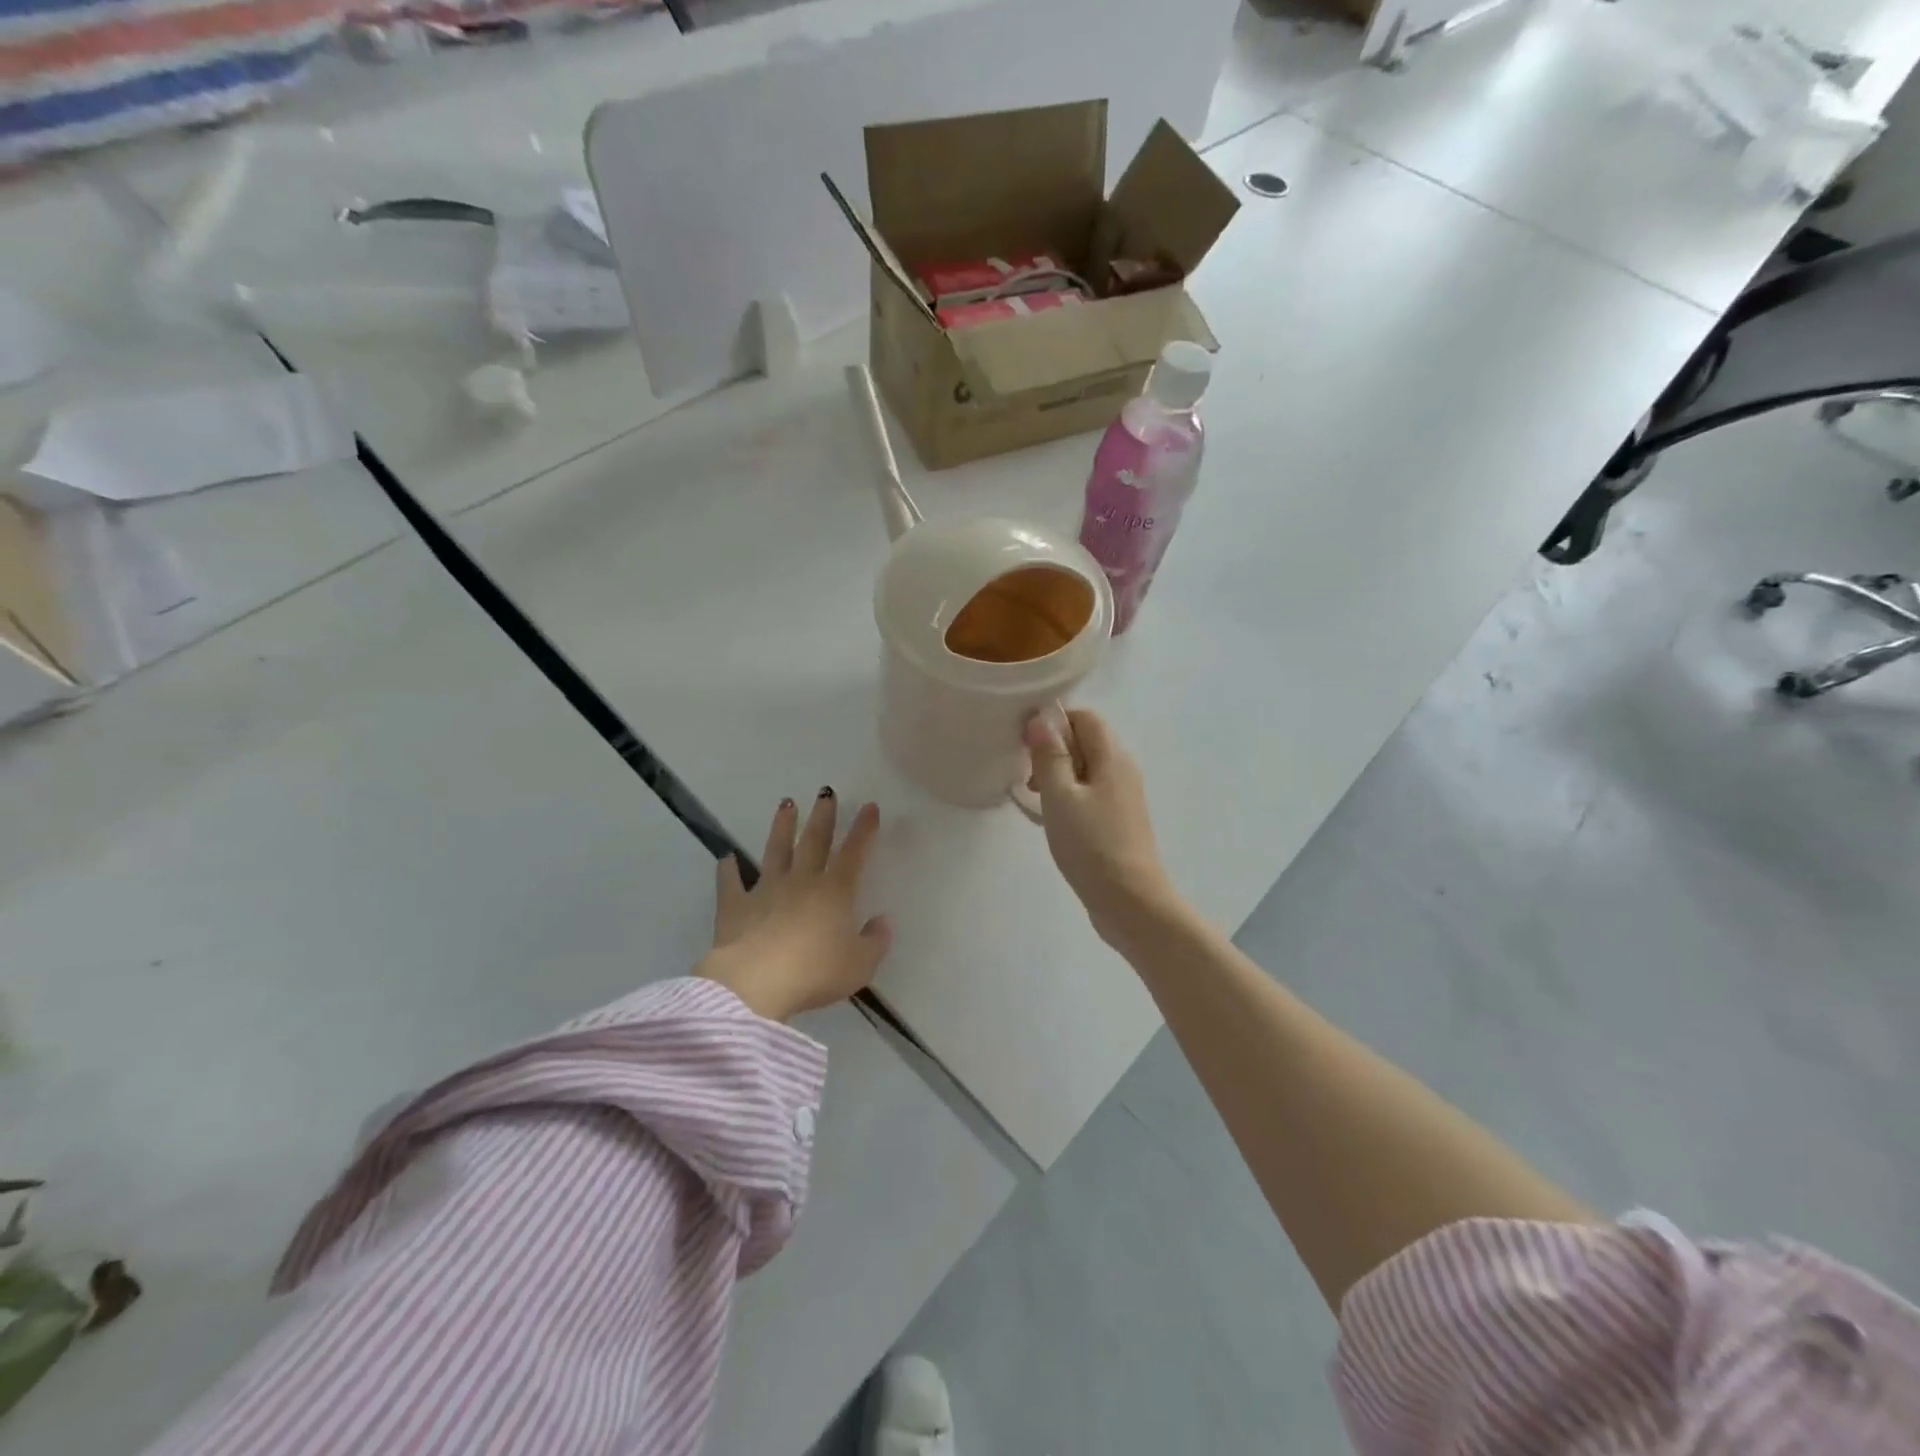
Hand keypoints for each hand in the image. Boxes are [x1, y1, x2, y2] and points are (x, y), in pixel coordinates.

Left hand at [696, 790, 892, 1022]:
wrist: (755, 984)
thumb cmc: (815, 974)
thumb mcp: (860, 965)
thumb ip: (876, 941)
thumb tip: (882, 921)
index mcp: (835, 892)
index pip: (854, 852)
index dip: (864, 829)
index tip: (869, 806)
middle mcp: (801, 882)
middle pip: (814, 841)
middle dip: (823, 816)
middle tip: (825, 792)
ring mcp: (765, 891)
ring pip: (776, 851)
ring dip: (782, 827)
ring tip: (786, 804)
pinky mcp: (735, 908)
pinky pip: (730, 884)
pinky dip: (728, 870)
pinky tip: (726, 858)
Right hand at [1024, 710, 1176, 947]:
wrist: (1130, 901)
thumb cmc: (1091, 845)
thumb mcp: (1060, 797)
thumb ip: (1050, 756)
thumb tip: (1041, 719)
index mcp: (1112, 756)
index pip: (1085, 717)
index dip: (1054, 723)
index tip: (1027, 747)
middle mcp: (1123, 769)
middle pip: (1086, 741)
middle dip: (1054, 751)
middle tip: (1030, 780)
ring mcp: (1124, 796)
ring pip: (1087, 769)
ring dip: (1059, 776)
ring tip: (1039, 802)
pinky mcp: (1120, 819)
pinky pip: (1092, 792)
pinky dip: (1071, 797)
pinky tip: (1056, 821)